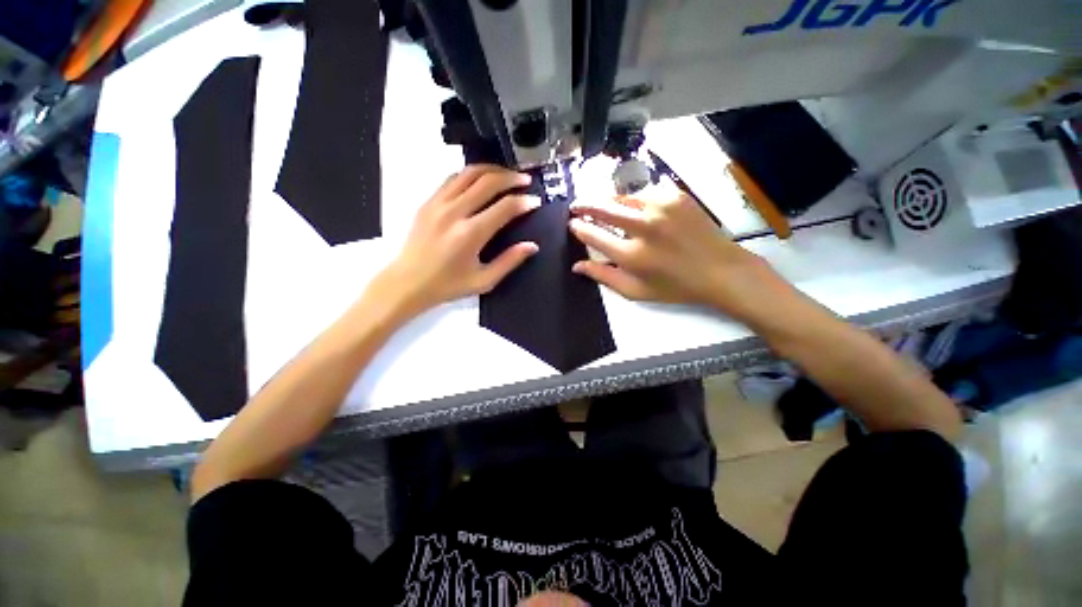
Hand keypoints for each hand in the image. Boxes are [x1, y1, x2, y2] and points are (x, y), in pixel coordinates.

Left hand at [373, 165, 539, 316]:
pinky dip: (471, 174)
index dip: (524, 202)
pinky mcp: (428, 201)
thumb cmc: (448, 285)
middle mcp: (454, 212)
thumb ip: (509, 261)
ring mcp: (438, 203)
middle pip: (488, 182)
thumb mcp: (484, 280)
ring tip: (506, 175)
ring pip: (469, 173)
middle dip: (512, 178)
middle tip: (526, 180)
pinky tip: (481, 180)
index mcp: (470, 234)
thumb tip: (532, 246)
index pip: (504, 207)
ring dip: (492, 170)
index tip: (536, 200)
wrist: (407, 283)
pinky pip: (452, 178)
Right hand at [569, 180, 788, 320]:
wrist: (720, 270)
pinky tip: (635, 210)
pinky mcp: (675, 196)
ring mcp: (661, 207)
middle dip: (584, 205)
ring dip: (609, 202)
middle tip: (575, 206)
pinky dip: (634, 201)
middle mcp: (643, 227)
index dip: (579, 228)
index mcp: (632, 255)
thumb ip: (603, 277)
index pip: (593, 234)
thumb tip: (577, 266)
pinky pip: (644, 194)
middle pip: (603, 208)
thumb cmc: (675, 287)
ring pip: (623, 197)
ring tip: (603, 208)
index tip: (573, 224)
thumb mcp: (635, 291)